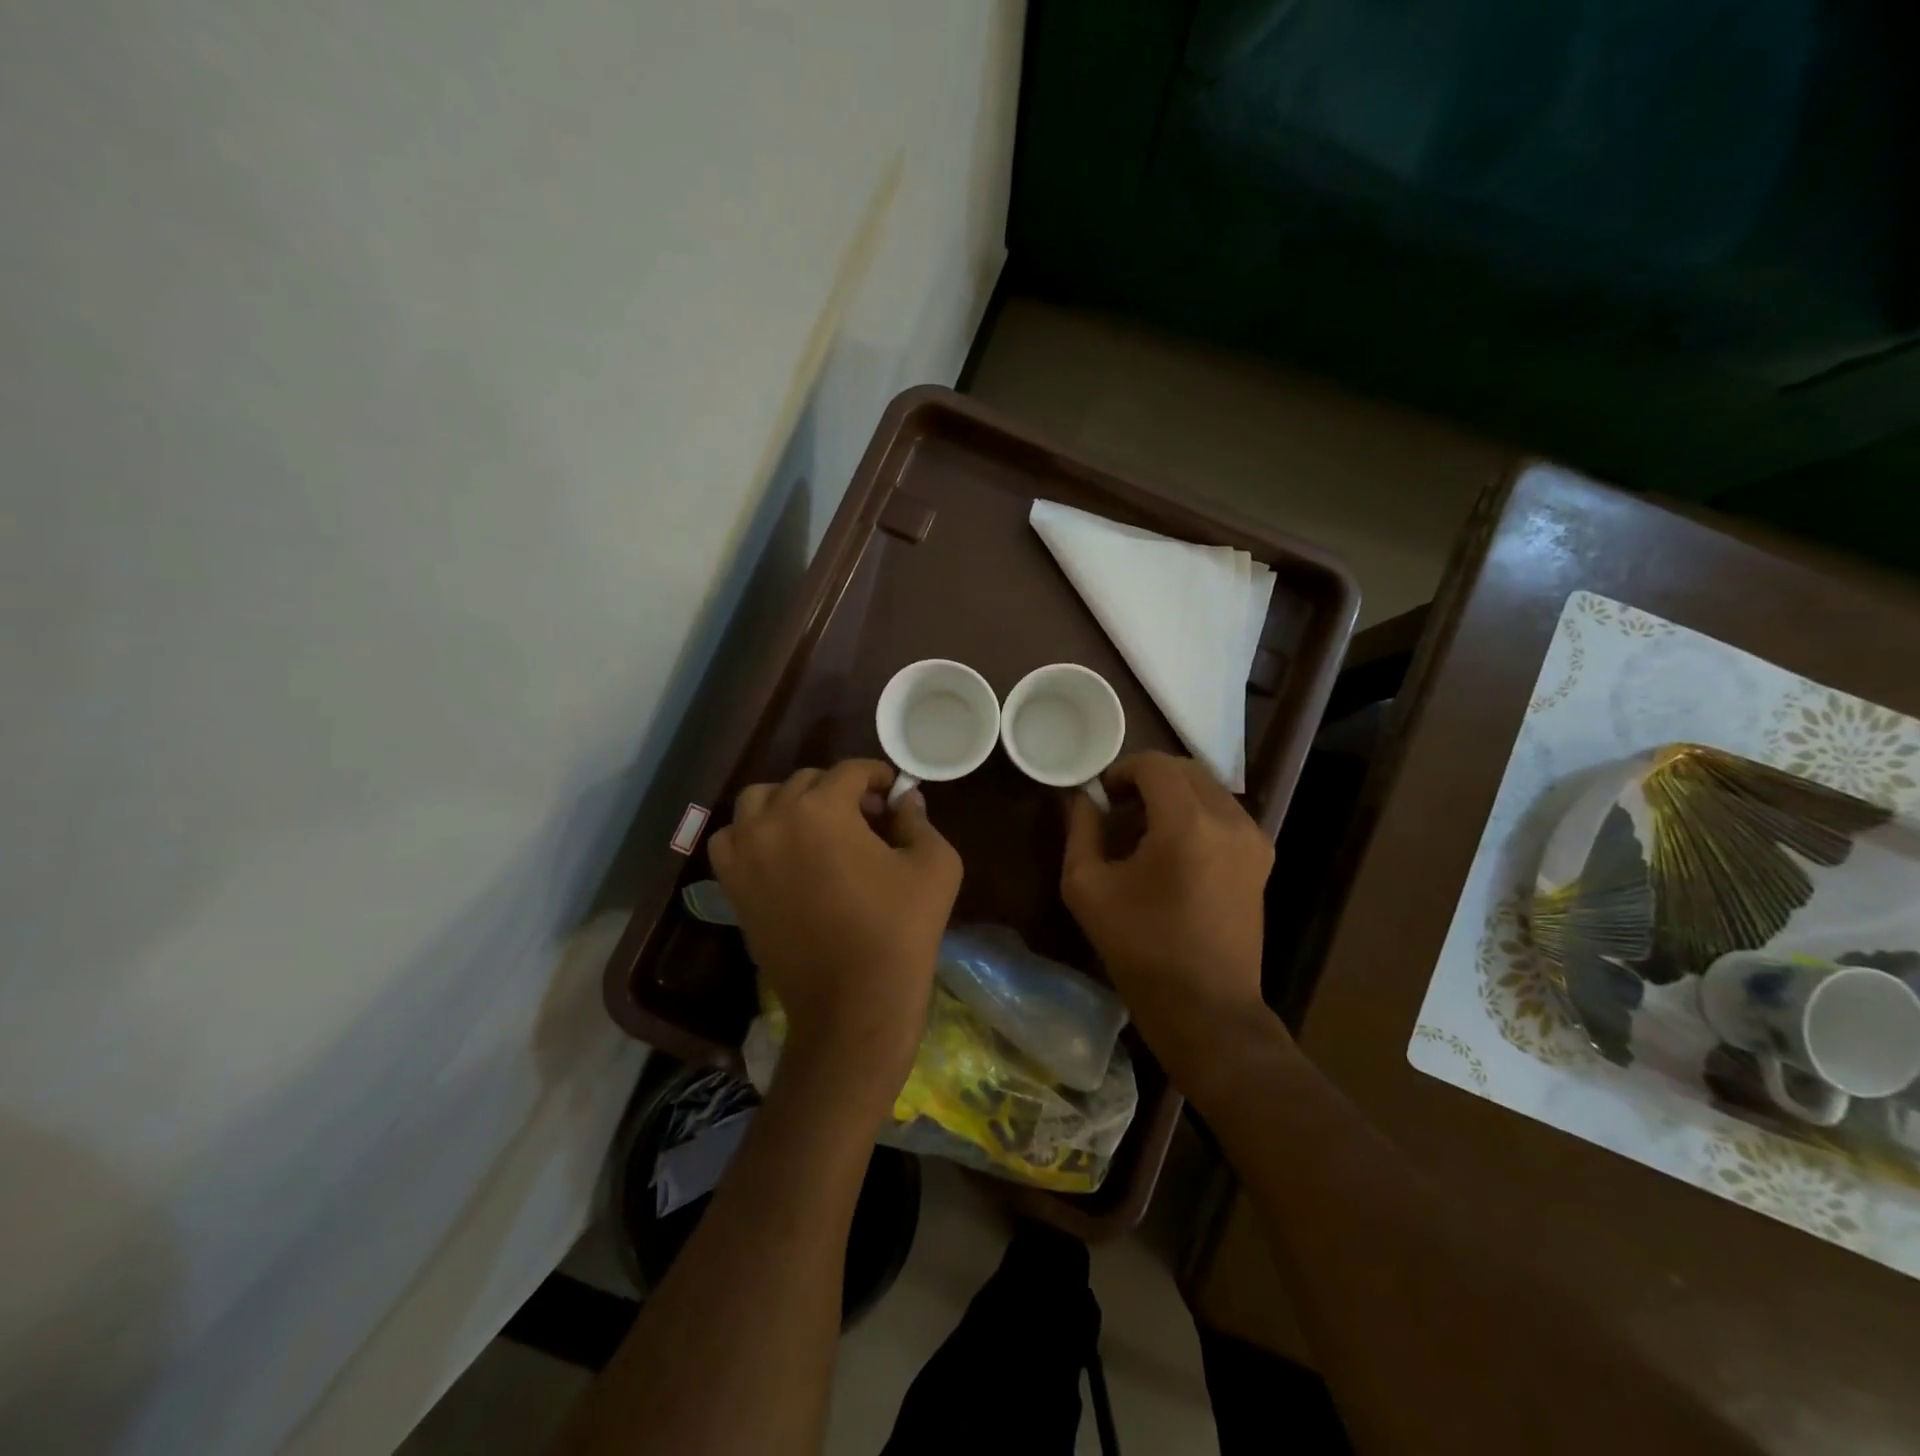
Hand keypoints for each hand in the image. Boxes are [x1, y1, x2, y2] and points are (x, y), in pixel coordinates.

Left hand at [708, 760, 960, 1100]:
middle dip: (840, 791)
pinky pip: (731, 839)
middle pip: (806, 781)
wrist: (853, 1004)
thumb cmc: (901, 930)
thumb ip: (918, 819)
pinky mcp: (733, 886)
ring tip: (817, 828)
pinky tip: (781, 852)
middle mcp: (774, 820)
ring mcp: (746, 854)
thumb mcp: (935, 865)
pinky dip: (753, 833)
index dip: (878, 776)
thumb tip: (904, 799)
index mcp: (823, 809)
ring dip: (790, 803)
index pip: (850, 771)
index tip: (894, 794)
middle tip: (867, 819)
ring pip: (760, 800)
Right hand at [1061, 751, 1277, 1088]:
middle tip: (1119, 809)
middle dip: (1147, 779)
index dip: (1121, 770)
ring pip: (1207, 788)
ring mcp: (1253, 838)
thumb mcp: (1087, 887)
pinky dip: (1195, 813)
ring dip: (1172, 795)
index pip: (1154, 764)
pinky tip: (1173, 850)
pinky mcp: (1262, 858)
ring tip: (1144, 831)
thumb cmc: (1140, 949)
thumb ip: (1081, 830)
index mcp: (1187, 823)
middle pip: (1184, 769)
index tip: (1102, 796)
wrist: (1206, 1008)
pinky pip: (1224, 813)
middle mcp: (1229, 819)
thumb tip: (1085, 798)